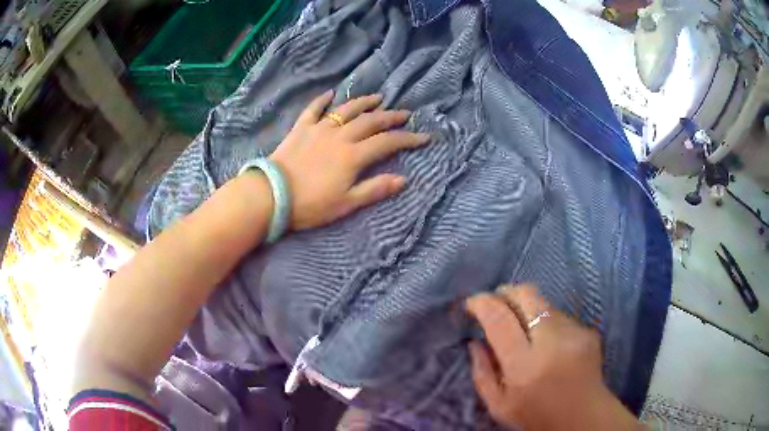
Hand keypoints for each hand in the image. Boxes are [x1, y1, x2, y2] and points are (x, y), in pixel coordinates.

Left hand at [269, 91, 429, 229]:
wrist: (272, 195)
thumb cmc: (310, 204)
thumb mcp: (346, 203)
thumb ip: (375, 189)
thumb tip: (402, 179)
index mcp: (353, 155)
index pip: (387, 142)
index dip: (408, 139)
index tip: (424, 137)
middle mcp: (340, 136)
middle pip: (371, 121)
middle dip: (391, 116)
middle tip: (405, 113)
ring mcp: (319, 129)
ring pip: (346, 110)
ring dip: (363, 102)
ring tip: (377, 97)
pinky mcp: (301, 128)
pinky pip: (313, 109)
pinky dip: (322, 100)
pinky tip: (330, 93)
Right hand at [465, 285, 639, 430]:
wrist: (583, 417)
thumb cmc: (536, 416)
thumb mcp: (498, 406)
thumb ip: (482, 373)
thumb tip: (474, 341)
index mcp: (524, 365)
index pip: (500, 318)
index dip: (482, 303)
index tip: (472, 303)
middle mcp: (552, 342)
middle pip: (527, 295)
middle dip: (507, 292)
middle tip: (497, 302)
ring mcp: (574, 332)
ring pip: (544, 304)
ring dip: (528, 311)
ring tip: (526, 333)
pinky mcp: (588, 330)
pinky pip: (560, 316)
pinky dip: (547, 323)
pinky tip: (549, 345)